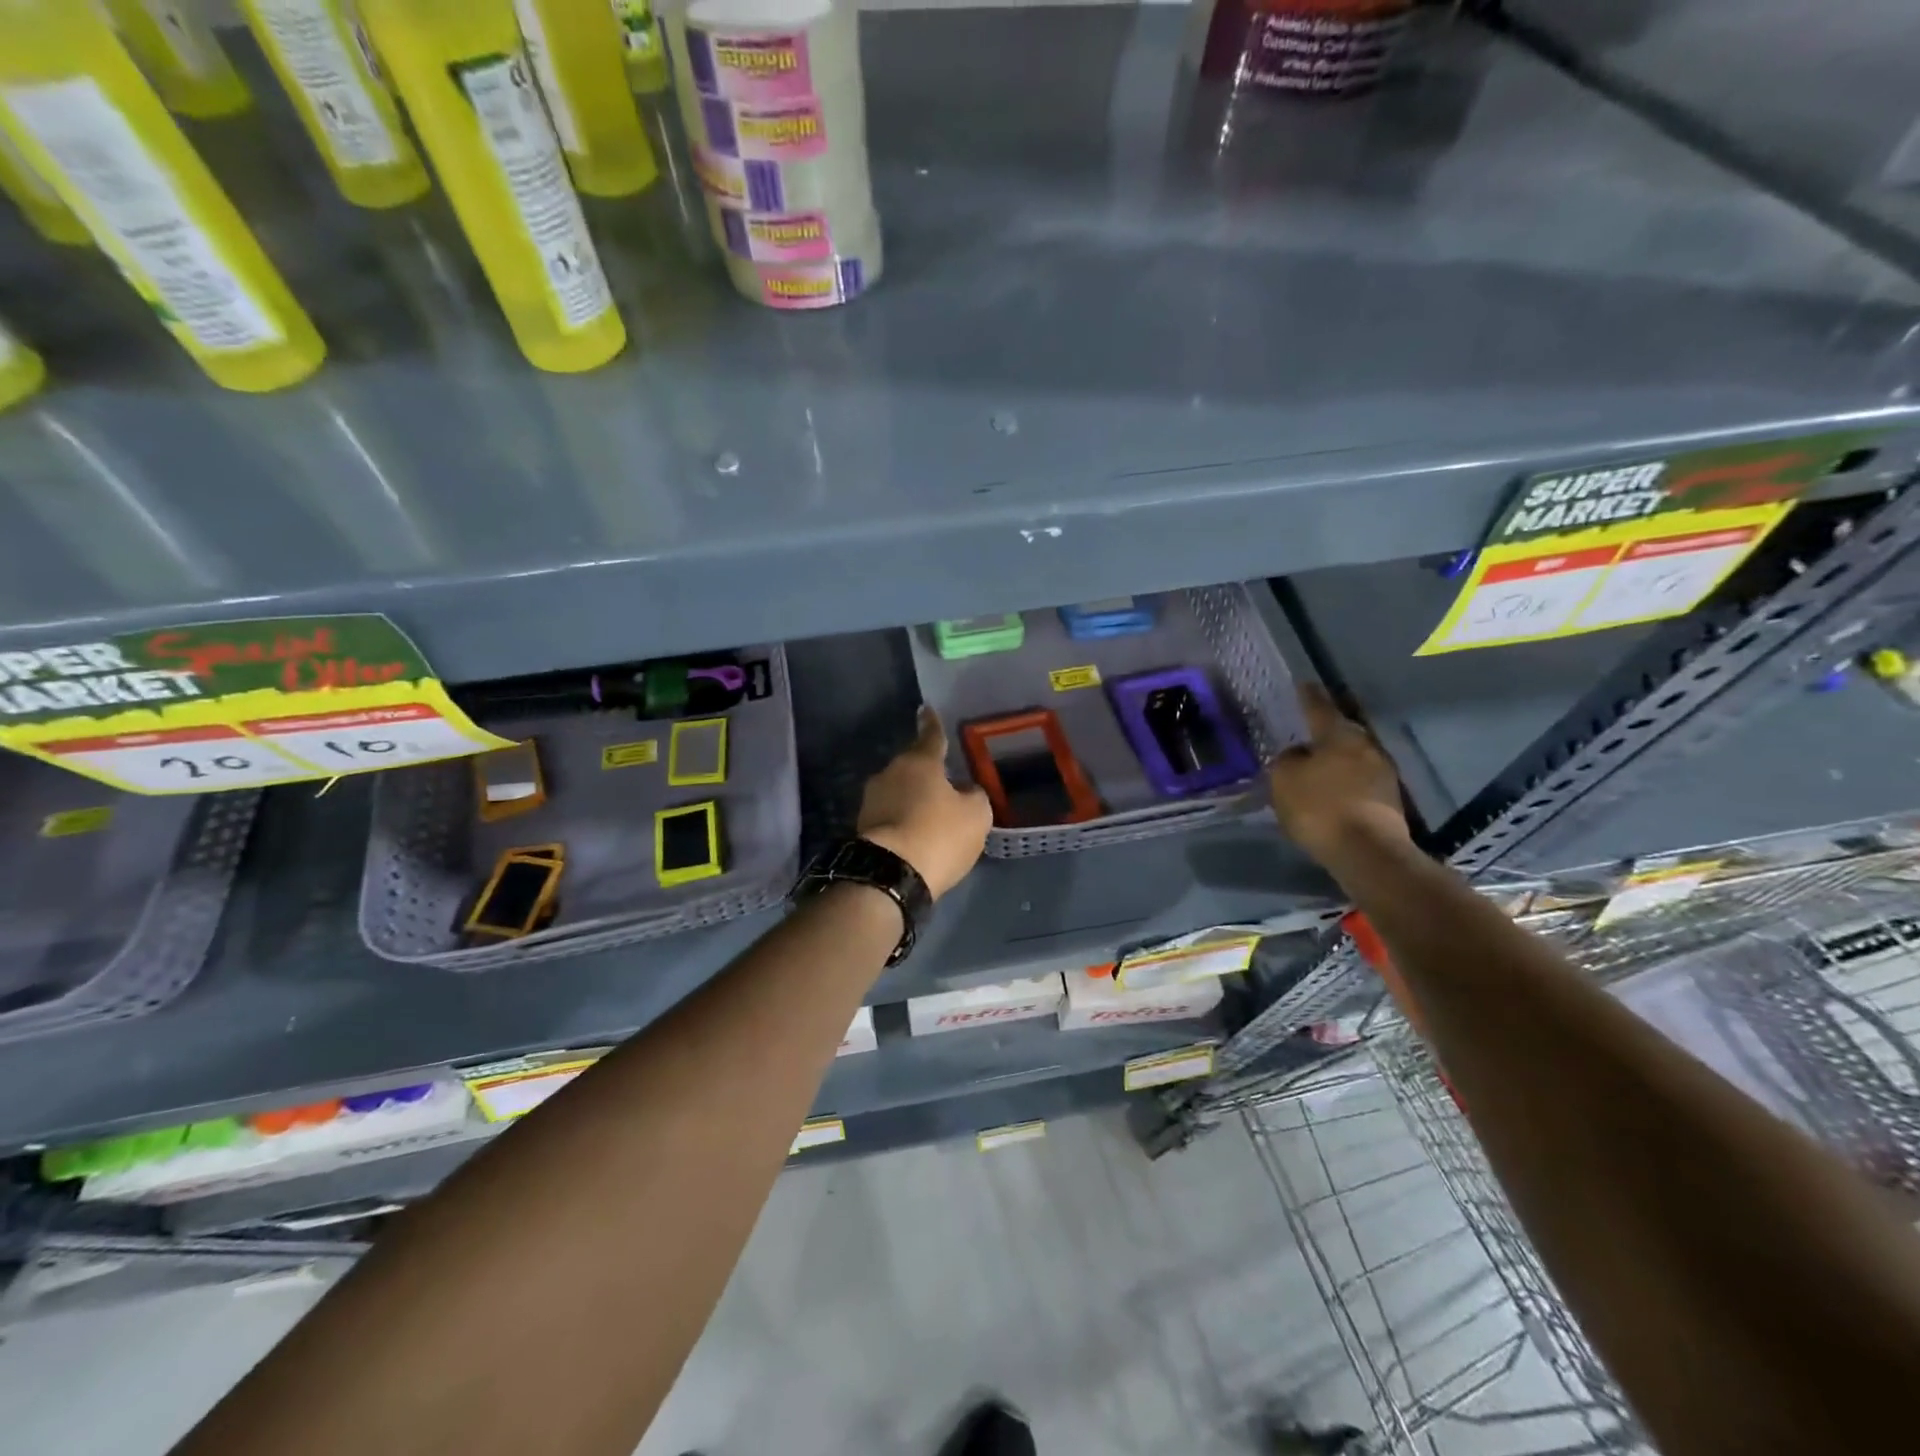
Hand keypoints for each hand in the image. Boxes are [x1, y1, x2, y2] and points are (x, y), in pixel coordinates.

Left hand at [857, 707, 991, 899]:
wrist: (889, 875)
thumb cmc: (938, 835)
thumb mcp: (976, 815)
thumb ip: (974, 796)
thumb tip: (964, 790)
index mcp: (919, 762)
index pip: (931, 736)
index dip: (934, 724)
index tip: (926, 709)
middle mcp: (890, 773)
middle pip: (913, 767)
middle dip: (927, 774)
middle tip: (945, 784)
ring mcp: (871, 800)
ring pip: (899, 792)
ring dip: (913, 800)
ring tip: (931, 817)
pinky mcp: (862, 827)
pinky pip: (890, 816)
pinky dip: (903, 821)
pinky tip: (915, 836)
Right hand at [1268, 683, 1409, 863]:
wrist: (1367, 851)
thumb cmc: (1319, 807)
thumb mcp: (1284, 779)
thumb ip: (1287, 760)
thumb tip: (1298, 754)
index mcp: (1338, 734)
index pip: (1319, 707)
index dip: (1308, 697)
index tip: (1304, 684)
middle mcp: (1365, 746)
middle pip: (1342, 731)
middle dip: (1326, 730)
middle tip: (1309, 730)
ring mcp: (1383, 772)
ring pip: (1354, 756)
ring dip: (1338, 758)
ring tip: (1319, 765)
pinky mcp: (1390, 799)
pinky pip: (1361, 779)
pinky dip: (1347, 781)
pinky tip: (1334, 791)